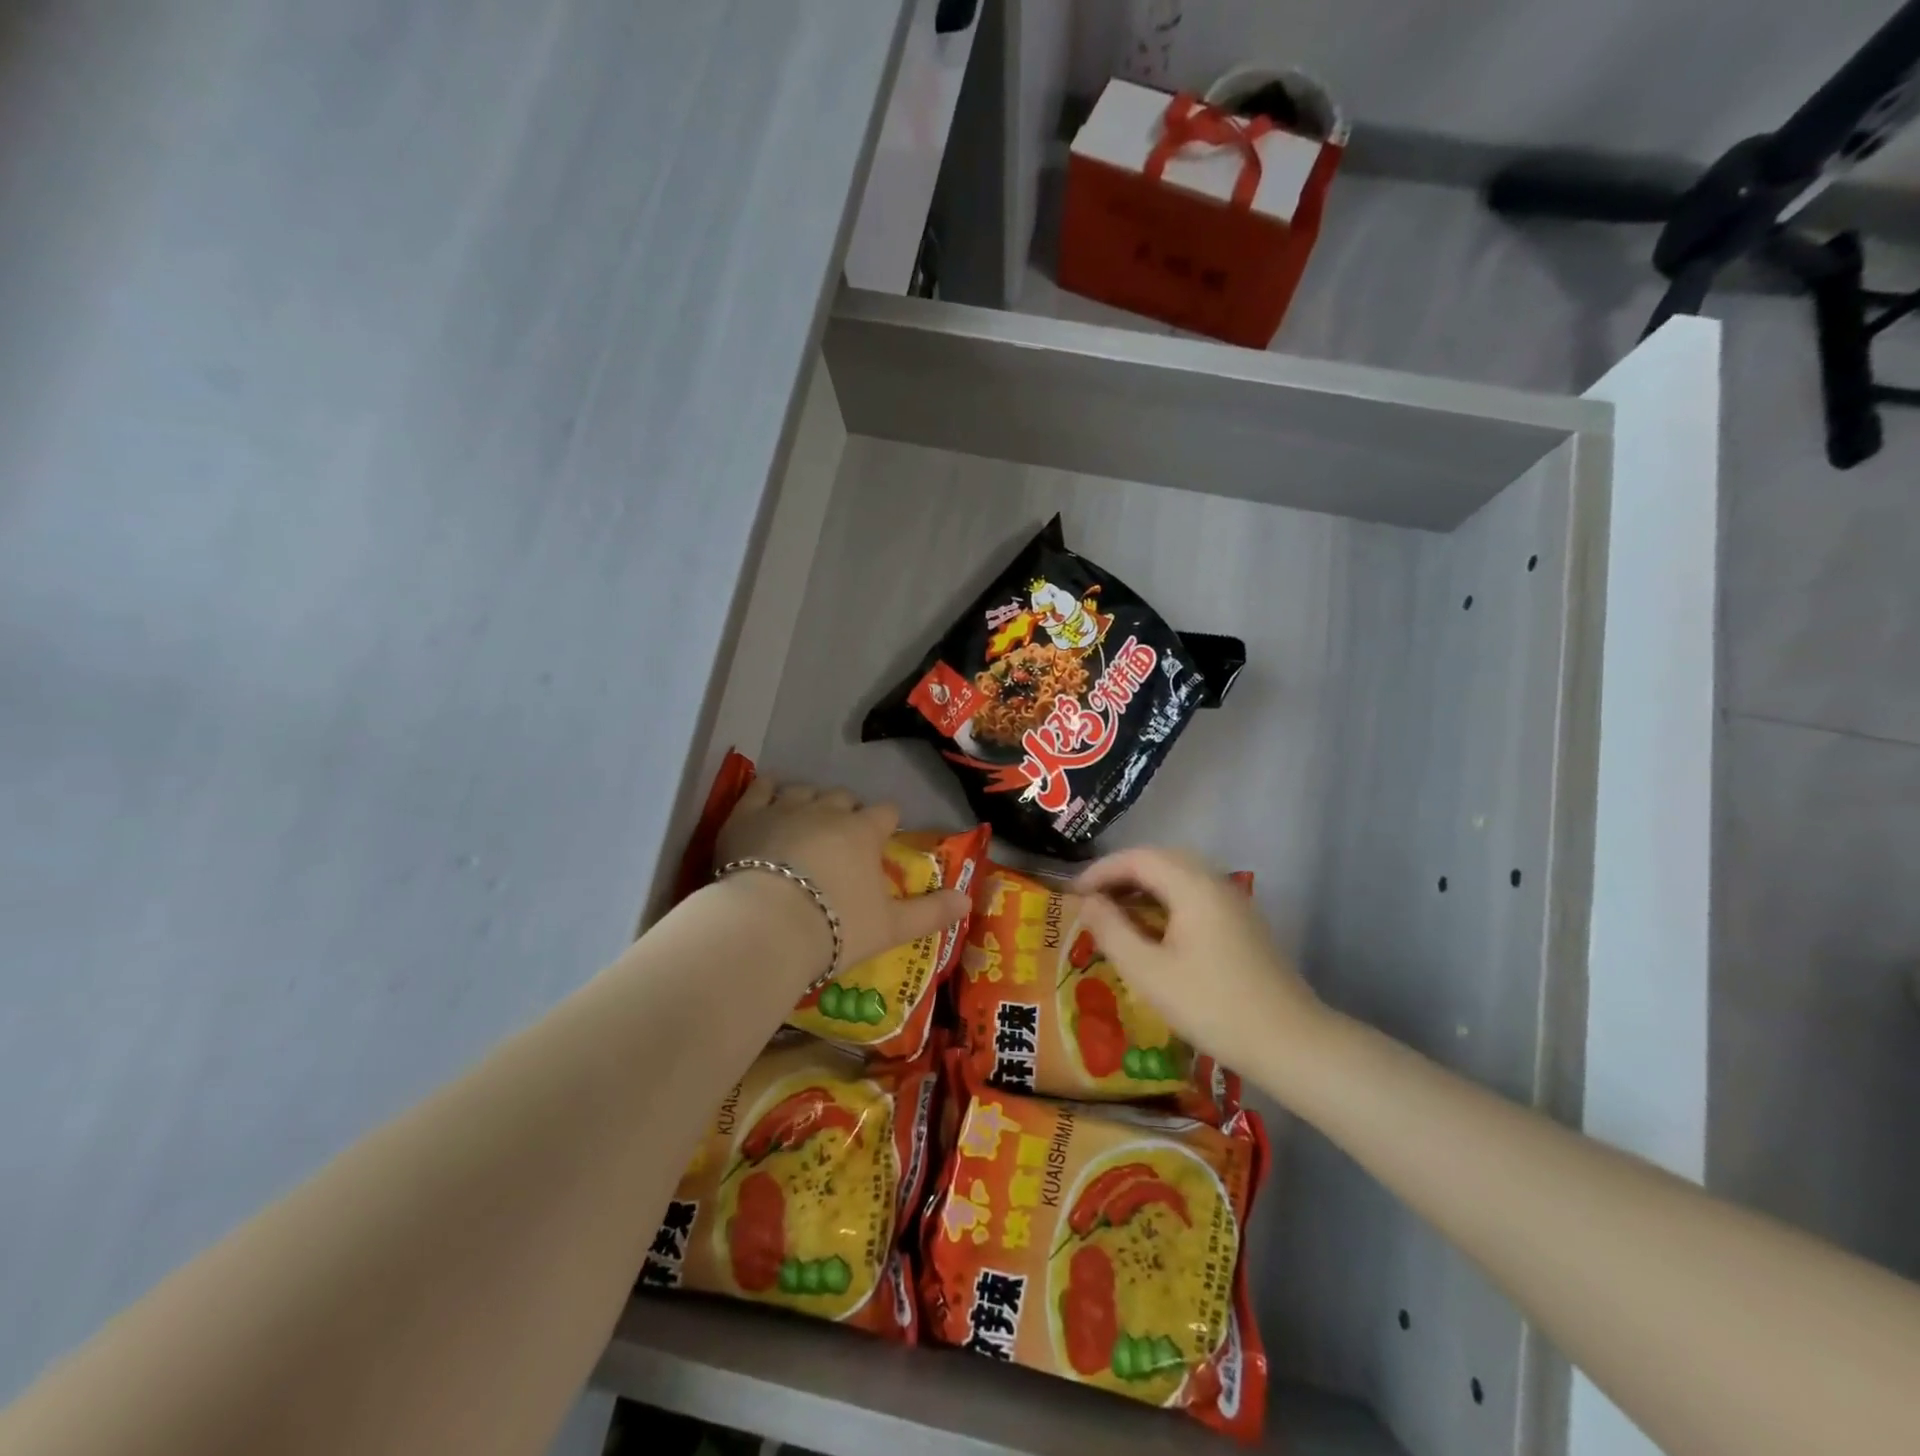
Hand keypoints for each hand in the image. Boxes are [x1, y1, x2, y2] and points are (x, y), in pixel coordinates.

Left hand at [716, 777, 970, 975]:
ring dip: (809, 801)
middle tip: (841, 838)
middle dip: (846, 812)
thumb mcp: (892, 928)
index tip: (882, 837)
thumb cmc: (835, 927)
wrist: (766, 926)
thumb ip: (931, 912)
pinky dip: (767, 791)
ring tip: (804, 822)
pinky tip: (767, 799)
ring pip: (804, 790)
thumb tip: (969, 901)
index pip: (885, 813)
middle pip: (844, 797)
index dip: (886, 823)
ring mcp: (785, 808)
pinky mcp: (746, 815)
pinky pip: (760, 788)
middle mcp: (827, 811)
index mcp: (864, 832)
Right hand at [1075, 847, 1327, 1081]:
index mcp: (1192, 886)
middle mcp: (1215, 882)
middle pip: (1161, 859)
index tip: (1073, 894)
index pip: (1138, 858)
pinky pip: (1195, 894)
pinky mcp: (1242, 923)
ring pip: (1180, 875)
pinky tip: (1154, 930)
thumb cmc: (1212, 1006)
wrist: (1290, 1043)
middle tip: (1092, 899)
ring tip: (1116, 913)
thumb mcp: (1149, 972)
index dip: (1101, 870)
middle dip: (1122, 873)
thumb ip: (1112, 930)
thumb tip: (1087, 902)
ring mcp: (1234, 902)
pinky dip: (1166, 899)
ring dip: (1144, 886)